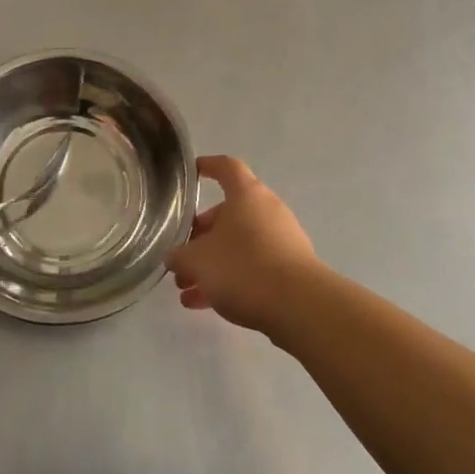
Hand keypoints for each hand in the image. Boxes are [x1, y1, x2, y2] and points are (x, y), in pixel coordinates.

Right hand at [167, 155, 320, 336]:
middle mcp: (267, 209)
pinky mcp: (290, 269)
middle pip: (228, 213)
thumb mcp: (198, 261)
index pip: (226, 167)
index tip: (193, 173)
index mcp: (246, 194)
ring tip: (186, 290)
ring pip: (238, 244)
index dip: (208, 167)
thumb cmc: (244, 267)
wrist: (300, 306)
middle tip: (181, 257)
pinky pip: (253, 266)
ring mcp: (282, 239)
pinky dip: (230, 278)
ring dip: (211, 263)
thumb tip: (174, 257)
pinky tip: (206, 304)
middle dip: (201, 235)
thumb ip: (180, 256)